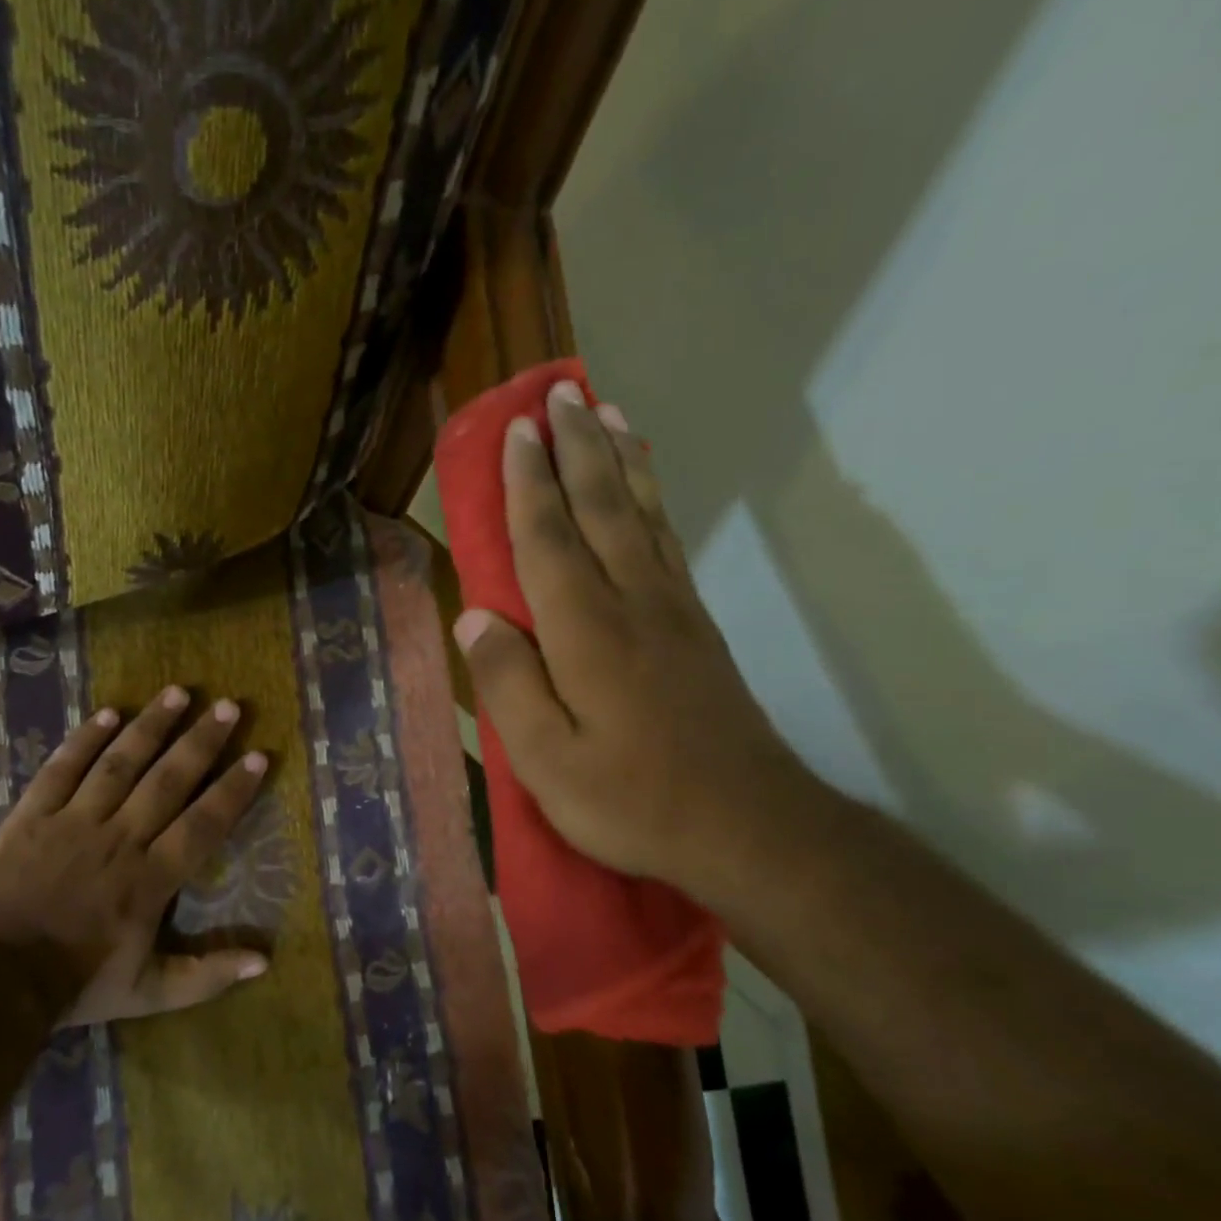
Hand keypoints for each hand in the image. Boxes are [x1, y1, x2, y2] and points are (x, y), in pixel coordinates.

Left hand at [0, 686, 270, 1025]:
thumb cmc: (76, 985)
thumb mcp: (149, 992)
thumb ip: (206, 975)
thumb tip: (264, 961)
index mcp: (151, 879)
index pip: (203, 824)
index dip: (233, 790)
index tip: (258, 756)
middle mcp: (120, 839)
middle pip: (168, 780)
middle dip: (201, 741)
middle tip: (228, 706)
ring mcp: (73, 822)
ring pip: (120, 763)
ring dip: (151, 726)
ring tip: (178, 693)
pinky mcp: (32, 815)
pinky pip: (63, 768)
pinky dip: (85, 739)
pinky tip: (109, 713)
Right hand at [451, 380, 820, 895]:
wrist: (746, 826)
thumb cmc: (632, 800)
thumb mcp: (547, 762)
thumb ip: (507, 685)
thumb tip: (474, 618)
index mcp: (586, 632)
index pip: (548, 539)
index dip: (527, 484)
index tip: (515, 431)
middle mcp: (632, 602)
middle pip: (600, 507)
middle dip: (575, 447)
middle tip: (558, 394)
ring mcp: (672, 610)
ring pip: (641, 514)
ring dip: (619, 460)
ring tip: (607, 413)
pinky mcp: (696, 628)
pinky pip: (669, 542)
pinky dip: (652, 501)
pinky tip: (645, 489)